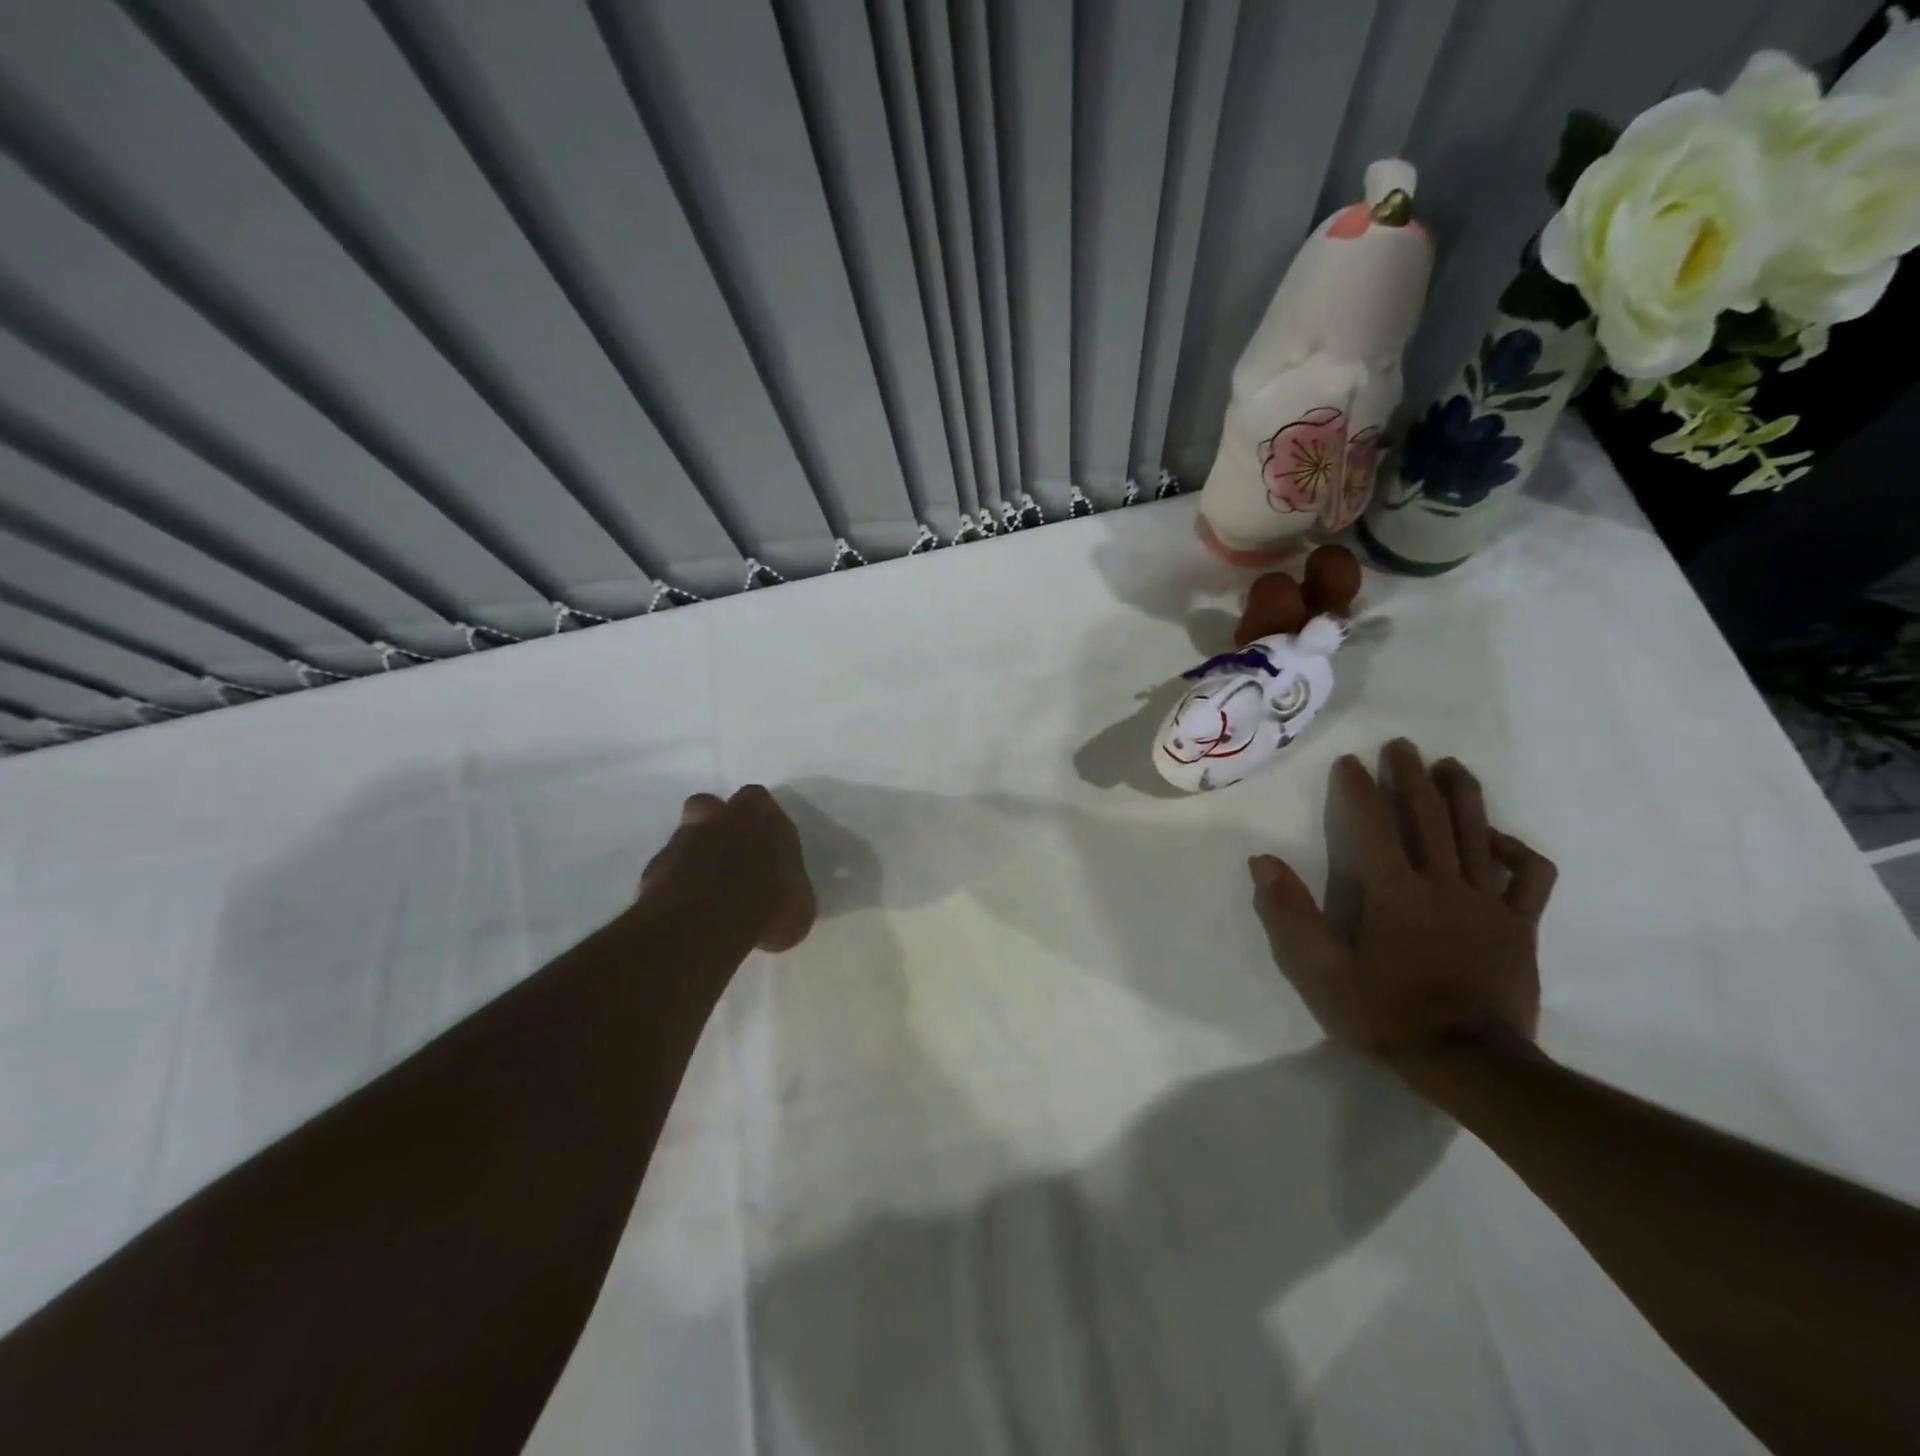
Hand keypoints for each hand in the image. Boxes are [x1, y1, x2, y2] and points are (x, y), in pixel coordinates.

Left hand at [639, 786, 816, 951]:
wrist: (705, 928)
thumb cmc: (767, 910)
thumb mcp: (799, 907)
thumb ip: (788, 886)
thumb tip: (783, 894)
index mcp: (764, 818)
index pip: (760, 802)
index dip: (761, 821)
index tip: (766, 846)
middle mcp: (722, 819)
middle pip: (714, 806)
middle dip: (719, 824)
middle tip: (731, 857)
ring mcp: (683, 840)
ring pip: (687, 833)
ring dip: (695, 851)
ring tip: (706, 885)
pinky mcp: (654, 866)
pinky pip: (667, 867)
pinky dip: (674, 881)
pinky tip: (686, 907)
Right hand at [1250, 740, 1556, 1069]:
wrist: (1471, 1064)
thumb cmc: (1387, 1015)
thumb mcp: (1321, 972)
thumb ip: (1291, 915)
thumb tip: (1262, 861)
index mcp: (1394, 893)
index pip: (1373, 825)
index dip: (1359, 789)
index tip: (1349, 762)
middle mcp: (1443, 884)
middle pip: (1429, 817)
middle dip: (1413, 776)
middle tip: (1402, 746)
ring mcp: (1489, 902)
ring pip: (1478, 833)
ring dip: (1462, 794)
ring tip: (1451, 766)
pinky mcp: (1521, 925)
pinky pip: (1530, 876)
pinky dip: (1516, 850)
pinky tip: (1498, 839)